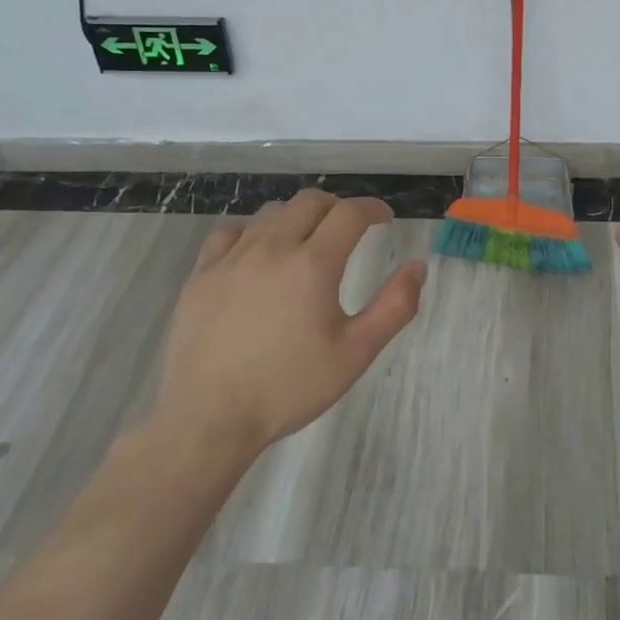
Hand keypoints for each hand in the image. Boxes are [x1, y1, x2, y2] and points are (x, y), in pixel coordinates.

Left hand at [153, 190, 426, 456]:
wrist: (208, 418)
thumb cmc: (289, 387)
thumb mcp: (355, 353)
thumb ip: (394, 306)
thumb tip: (417, 267)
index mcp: (313, 264)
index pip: (350, 213)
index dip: (372, 208)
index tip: (384, 218)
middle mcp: (273, 247)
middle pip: (310, 202)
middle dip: (337, 207)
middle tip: (350, 229)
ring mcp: (232, 258)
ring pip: (271, 212)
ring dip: (298, 216)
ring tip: (307, 239)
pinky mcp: (201, 274)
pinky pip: (231, 232)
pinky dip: (253, 232)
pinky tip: (258, 253)